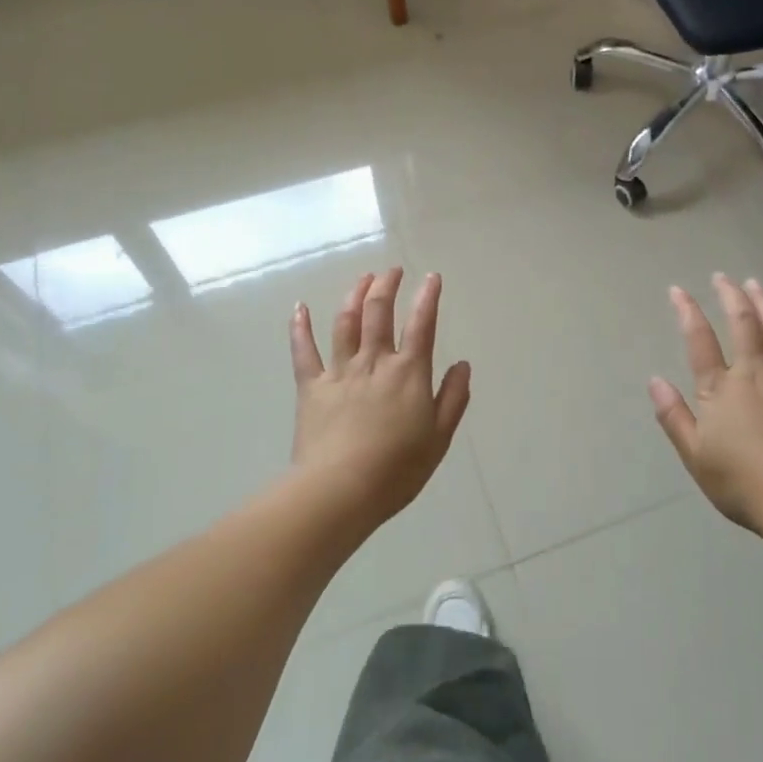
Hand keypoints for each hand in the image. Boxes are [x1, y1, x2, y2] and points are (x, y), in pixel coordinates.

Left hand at [289, 268, 472, 527]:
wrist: (340, 490)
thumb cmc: (397, 469)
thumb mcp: (439, 438)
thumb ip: (453, 398)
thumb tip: (462, 365)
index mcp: (409, 373)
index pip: (422, 324)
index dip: (428, 297)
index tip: (431, 277)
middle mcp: (374, 362)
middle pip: (380, 312)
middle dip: (387, 285)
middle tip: (392, 271)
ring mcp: (340, 371)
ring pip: (345, 322)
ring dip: (354, 295)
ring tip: (362, 278)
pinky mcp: (311, 387)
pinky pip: (304, 351)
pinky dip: (300, 327)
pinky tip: (299, 308)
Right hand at [649, 275, 762, 532]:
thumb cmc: (740, 482)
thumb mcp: (694, 454)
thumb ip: (674, 415)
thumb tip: (655, 380)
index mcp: (721, 389)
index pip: (700, 341)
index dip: (687, 312)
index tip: (679, 290)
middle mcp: (755, 375)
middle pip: (743, 325)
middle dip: (731, 296)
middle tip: (723, 277)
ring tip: (757, 284)